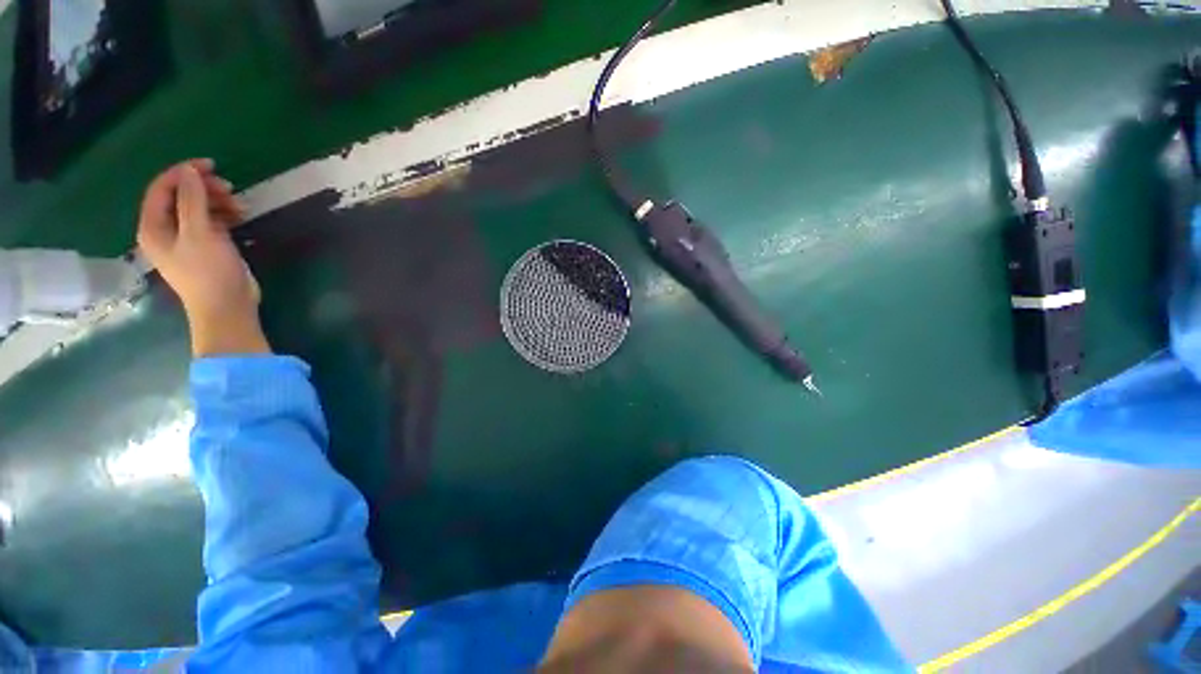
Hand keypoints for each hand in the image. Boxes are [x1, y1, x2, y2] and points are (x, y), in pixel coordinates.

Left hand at [137, 159, 269, 356]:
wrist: (227, 308)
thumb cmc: (209, 272)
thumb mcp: (200, 234)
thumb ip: (192, 200)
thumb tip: (190, 171)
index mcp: (153, 226)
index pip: (161, 188)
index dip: (183, 173)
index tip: (211, 166)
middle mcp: (165, 230)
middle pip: (179, 196)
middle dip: (203, 188)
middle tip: (229, 188)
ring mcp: (186, 239)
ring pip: (196, 208)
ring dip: (216, 201)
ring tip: (239, 205)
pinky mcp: (206, 247)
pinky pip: (209, 221)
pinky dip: (223, 214)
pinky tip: (238, 216)